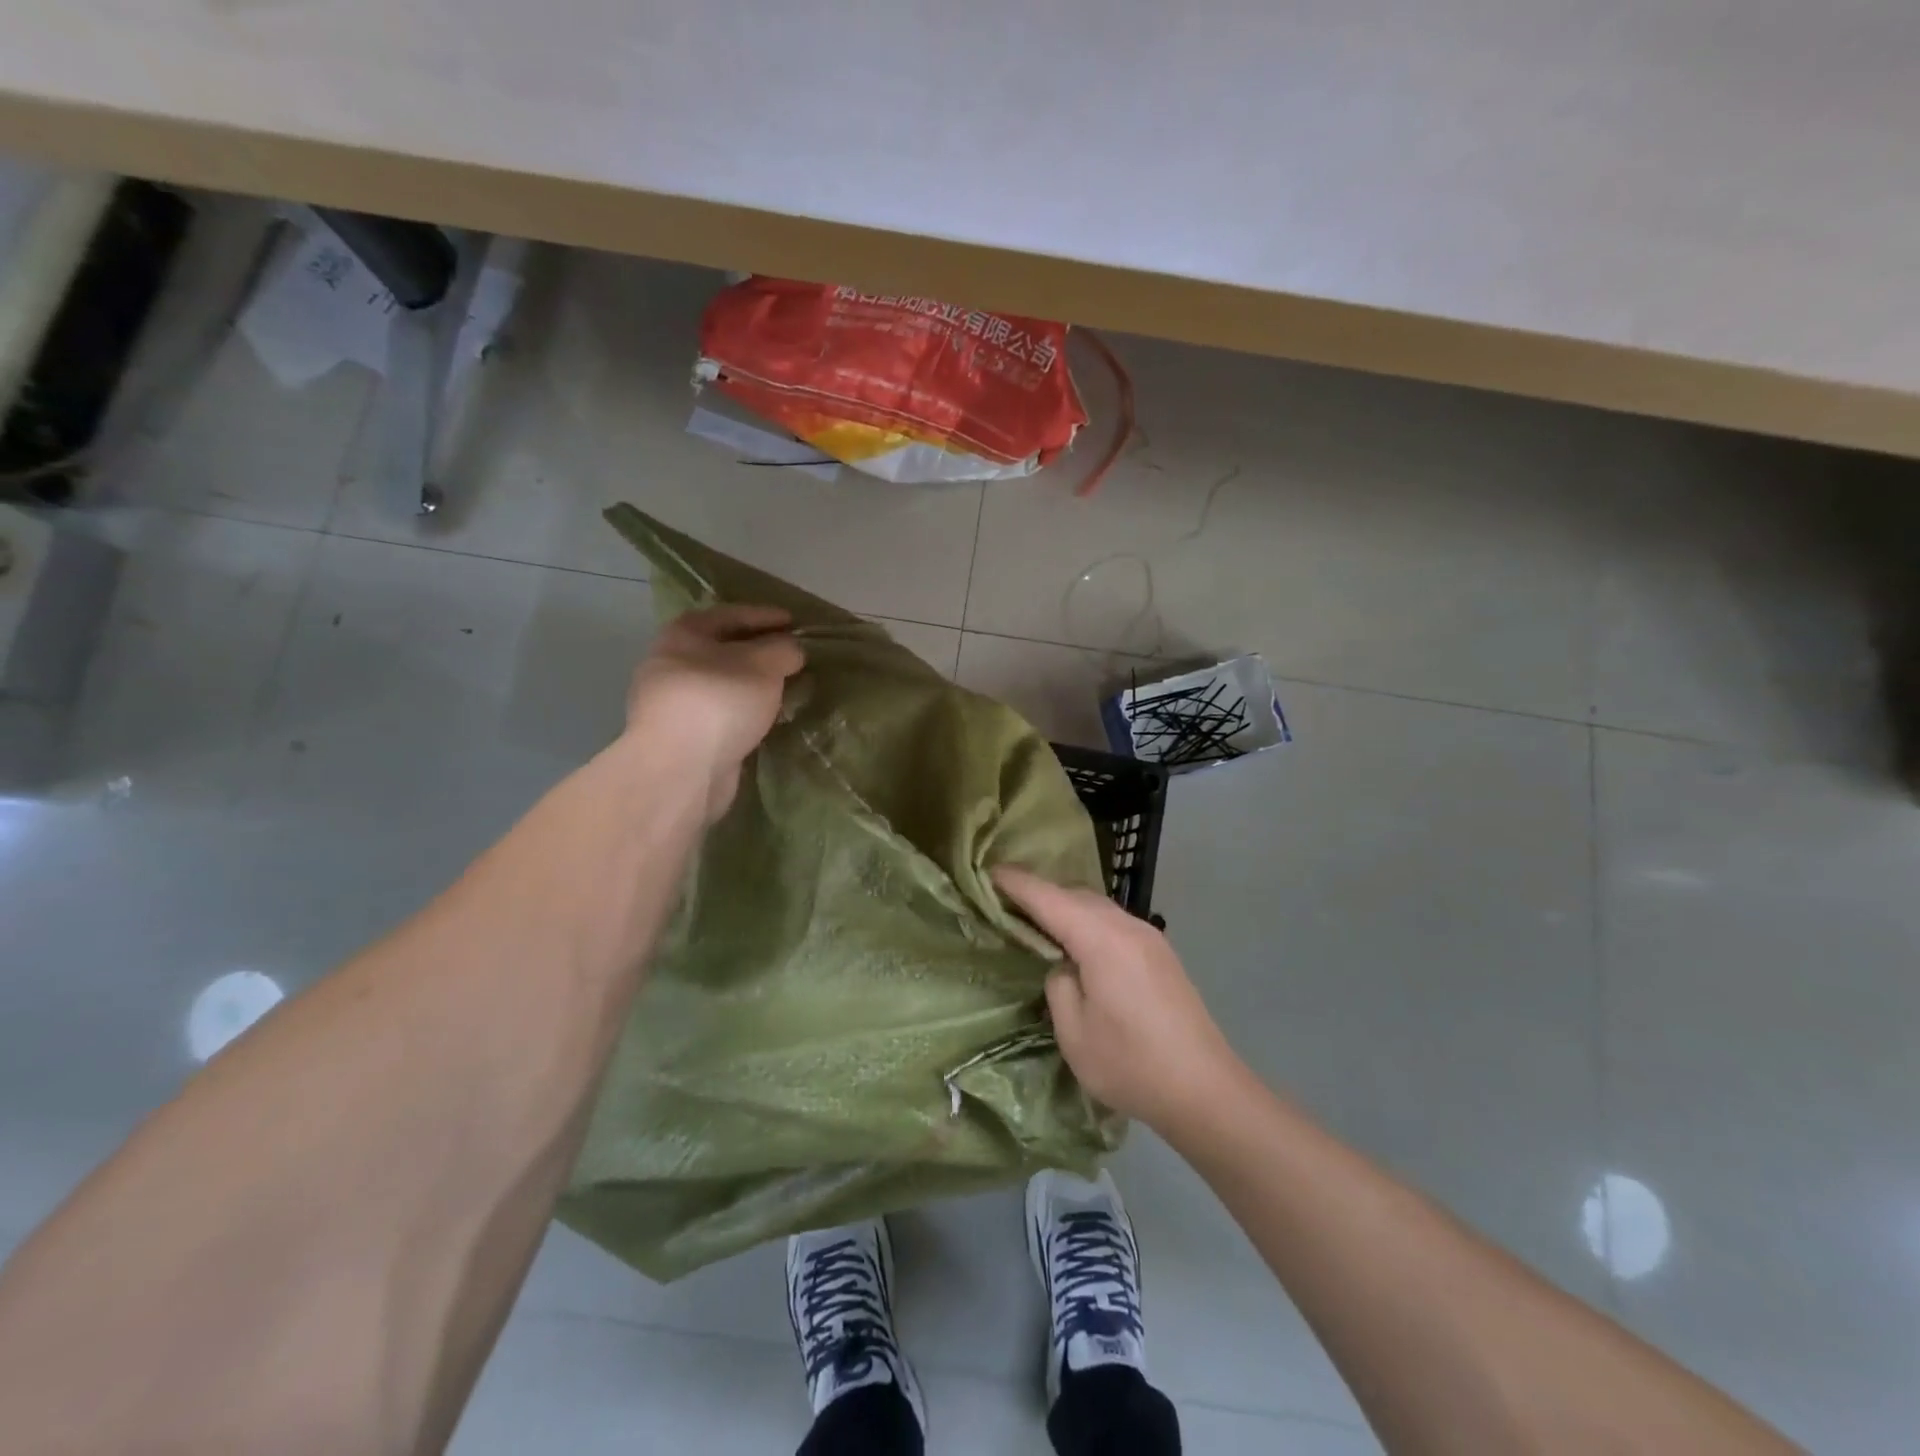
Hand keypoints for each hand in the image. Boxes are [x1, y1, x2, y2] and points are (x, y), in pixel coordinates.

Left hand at [626, 604, 803, 820]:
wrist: (680, 768)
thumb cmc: (720, 701)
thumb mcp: (764, 665)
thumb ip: (783, 650)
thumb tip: (791, 650)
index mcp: (684, 633)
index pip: (731, 614)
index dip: (766, 616)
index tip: (795, 622)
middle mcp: (670, 662)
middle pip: (723, 650)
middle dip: (758, 653)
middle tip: (792, 658)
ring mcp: (671, 703)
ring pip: (721, 685)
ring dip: (750, 686)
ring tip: (783, 691)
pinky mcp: (680, 738)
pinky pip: (720, 714)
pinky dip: (742, 712)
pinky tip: (764, 720)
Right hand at [993, 866, 1244, 1132]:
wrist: (1206, 1090)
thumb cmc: (1132, 1064)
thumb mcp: (1074, 1033)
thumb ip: (1058, 985)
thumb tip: (1064, 966)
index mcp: (1101, 939)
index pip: (1048, 898)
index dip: (1017, 883)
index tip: (989, 871)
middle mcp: (1127, 926)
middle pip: (1075, 894)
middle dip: (1041, 893)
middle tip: (1007, 904)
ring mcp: (1149, 938)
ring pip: (1098, 906)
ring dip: (1066, 908)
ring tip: (1039, 924)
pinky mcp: (1161, 954)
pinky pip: (1114, 922)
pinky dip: (1088, 922)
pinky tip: (1079, 945)